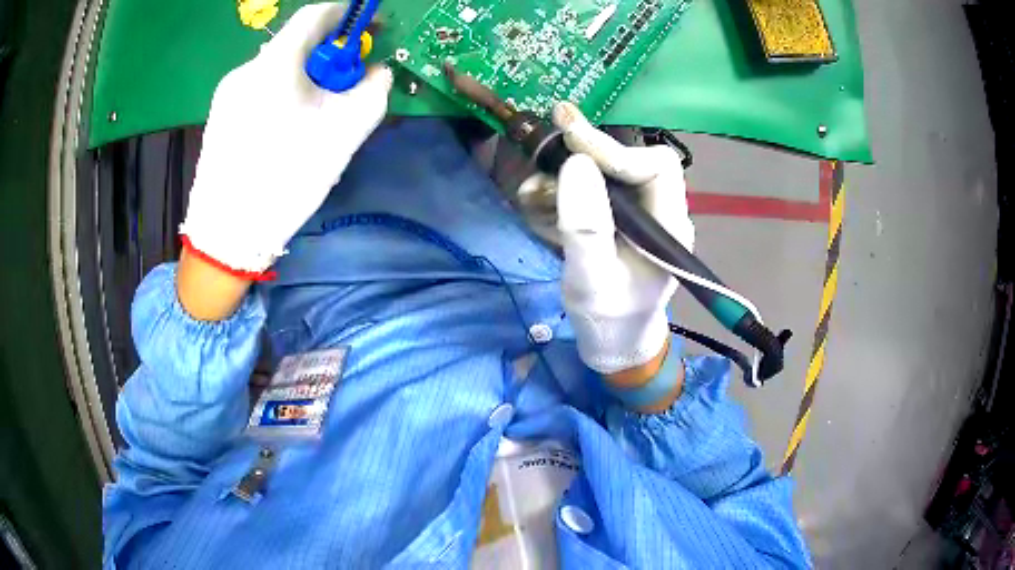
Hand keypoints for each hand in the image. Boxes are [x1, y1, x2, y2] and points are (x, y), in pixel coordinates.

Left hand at [179, 3, 392, 274]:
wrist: (227, 235)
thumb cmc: (285, 180)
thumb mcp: (343, 134)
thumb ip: (372, 91)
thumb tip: (377, 70)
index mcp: (275, 64)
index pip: (315, 15)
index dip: (347, 15)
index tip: (368, 29)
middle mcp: (246, 69)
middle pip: (295, 45)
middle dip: (327, 56)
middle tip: (345, 85)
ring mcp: (227, 93)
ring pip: (276, 69)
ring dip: (304, 78)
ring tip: (314, 116)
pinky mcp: (218, 115)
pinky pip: (258, 89)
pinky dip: (281, 94)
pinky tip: (284, 129)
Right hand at [551, 103, 694, 378]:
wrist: (613, 344)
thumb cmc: (608, 321)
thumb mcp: (590, 281)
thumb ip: (585, 226)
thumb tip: (575, 164)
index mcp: (670, 225)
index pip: (655, 166)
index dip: (614, 149)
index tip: (569, 141)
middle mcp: (661, 212)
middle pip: (630, 160)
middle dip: (587, 152)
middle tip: (547, 144)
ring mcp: (640, 215)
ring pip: (608, 172)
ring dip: (567, 174)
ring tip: (532, 192)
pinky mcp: (620, 220)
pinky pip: (594, 190)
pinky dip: (563, 190)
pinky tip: (538, 202)